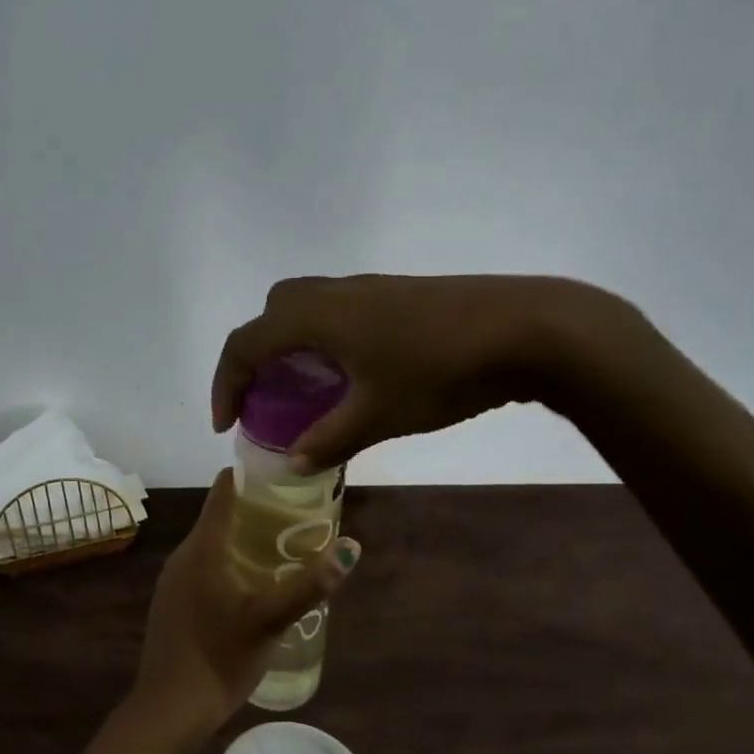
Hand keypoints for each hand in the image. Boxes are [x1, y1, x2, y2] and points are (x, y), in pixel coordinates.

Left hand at [127, 472, 360, 748]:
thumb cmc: (221, 657)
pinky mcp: (171, 603)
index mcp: (203, 548)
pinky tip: (249, 587)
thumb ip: (311, 584)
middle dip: (254, 511)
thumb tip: (351, 546)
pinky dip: (226, 564)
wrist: (169, 708)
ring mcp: (172, 581)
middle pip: (218, 516)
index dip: (251, 477)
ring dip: (241, 540)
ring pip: (210, 545)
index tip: (283, 475)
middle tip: (295, 516)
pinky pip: (201, 568)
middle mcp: (183, 555)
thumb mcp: (272, 620)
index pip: (223, 491)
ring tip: (279, 549)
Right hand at [211, 273, 632, 472]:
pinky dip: (323, 342)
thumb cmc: (439, 370)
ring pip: (306, 310)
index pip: (246, 342)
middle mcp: (333, 293)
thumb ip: (328, 441)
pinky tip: (351, 377)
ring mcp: (367, 290)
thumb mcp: (378, 415)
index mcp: (315, 316)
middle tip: (264, 399)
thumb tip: (293, 463)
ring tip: (304, 392)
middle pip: (272, 315)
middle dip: (256, 357)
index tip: (227, 424)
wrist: (526, 328)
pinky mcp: (396, 296)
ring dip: (291, 348)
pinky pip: (337, 314)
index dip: (226, 383)